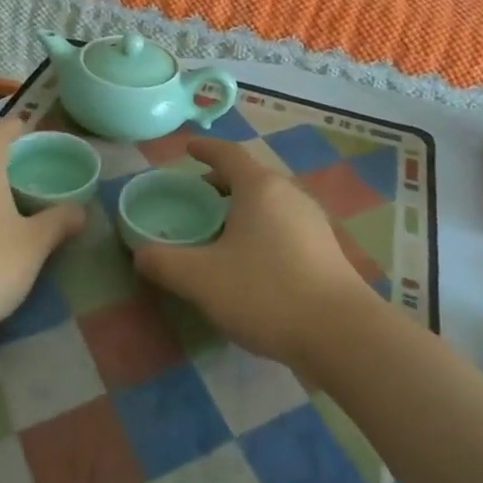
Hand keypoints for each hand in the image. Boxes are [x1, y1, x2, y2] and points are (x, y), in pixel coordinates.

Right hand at [134, 138, 379, 374]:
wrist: (341, 333)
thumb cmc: (266, 292)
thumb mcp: (202, 279)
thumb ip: (164, 262)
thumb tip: (141, 253)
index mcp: (260, 187)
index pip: (228, 154)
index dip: (205, 149)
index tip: (187, 148)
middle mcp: (289, 194)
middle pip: (250, 177)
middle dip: (221, 182)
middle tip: (196, 197)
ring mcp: (312, 220)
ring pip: (269, 202)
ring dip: (242, 207)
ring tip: (220, 230)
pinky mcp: (325, 248)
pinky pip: (284, 224)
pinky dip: (261, 228)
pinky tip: (252, 259)